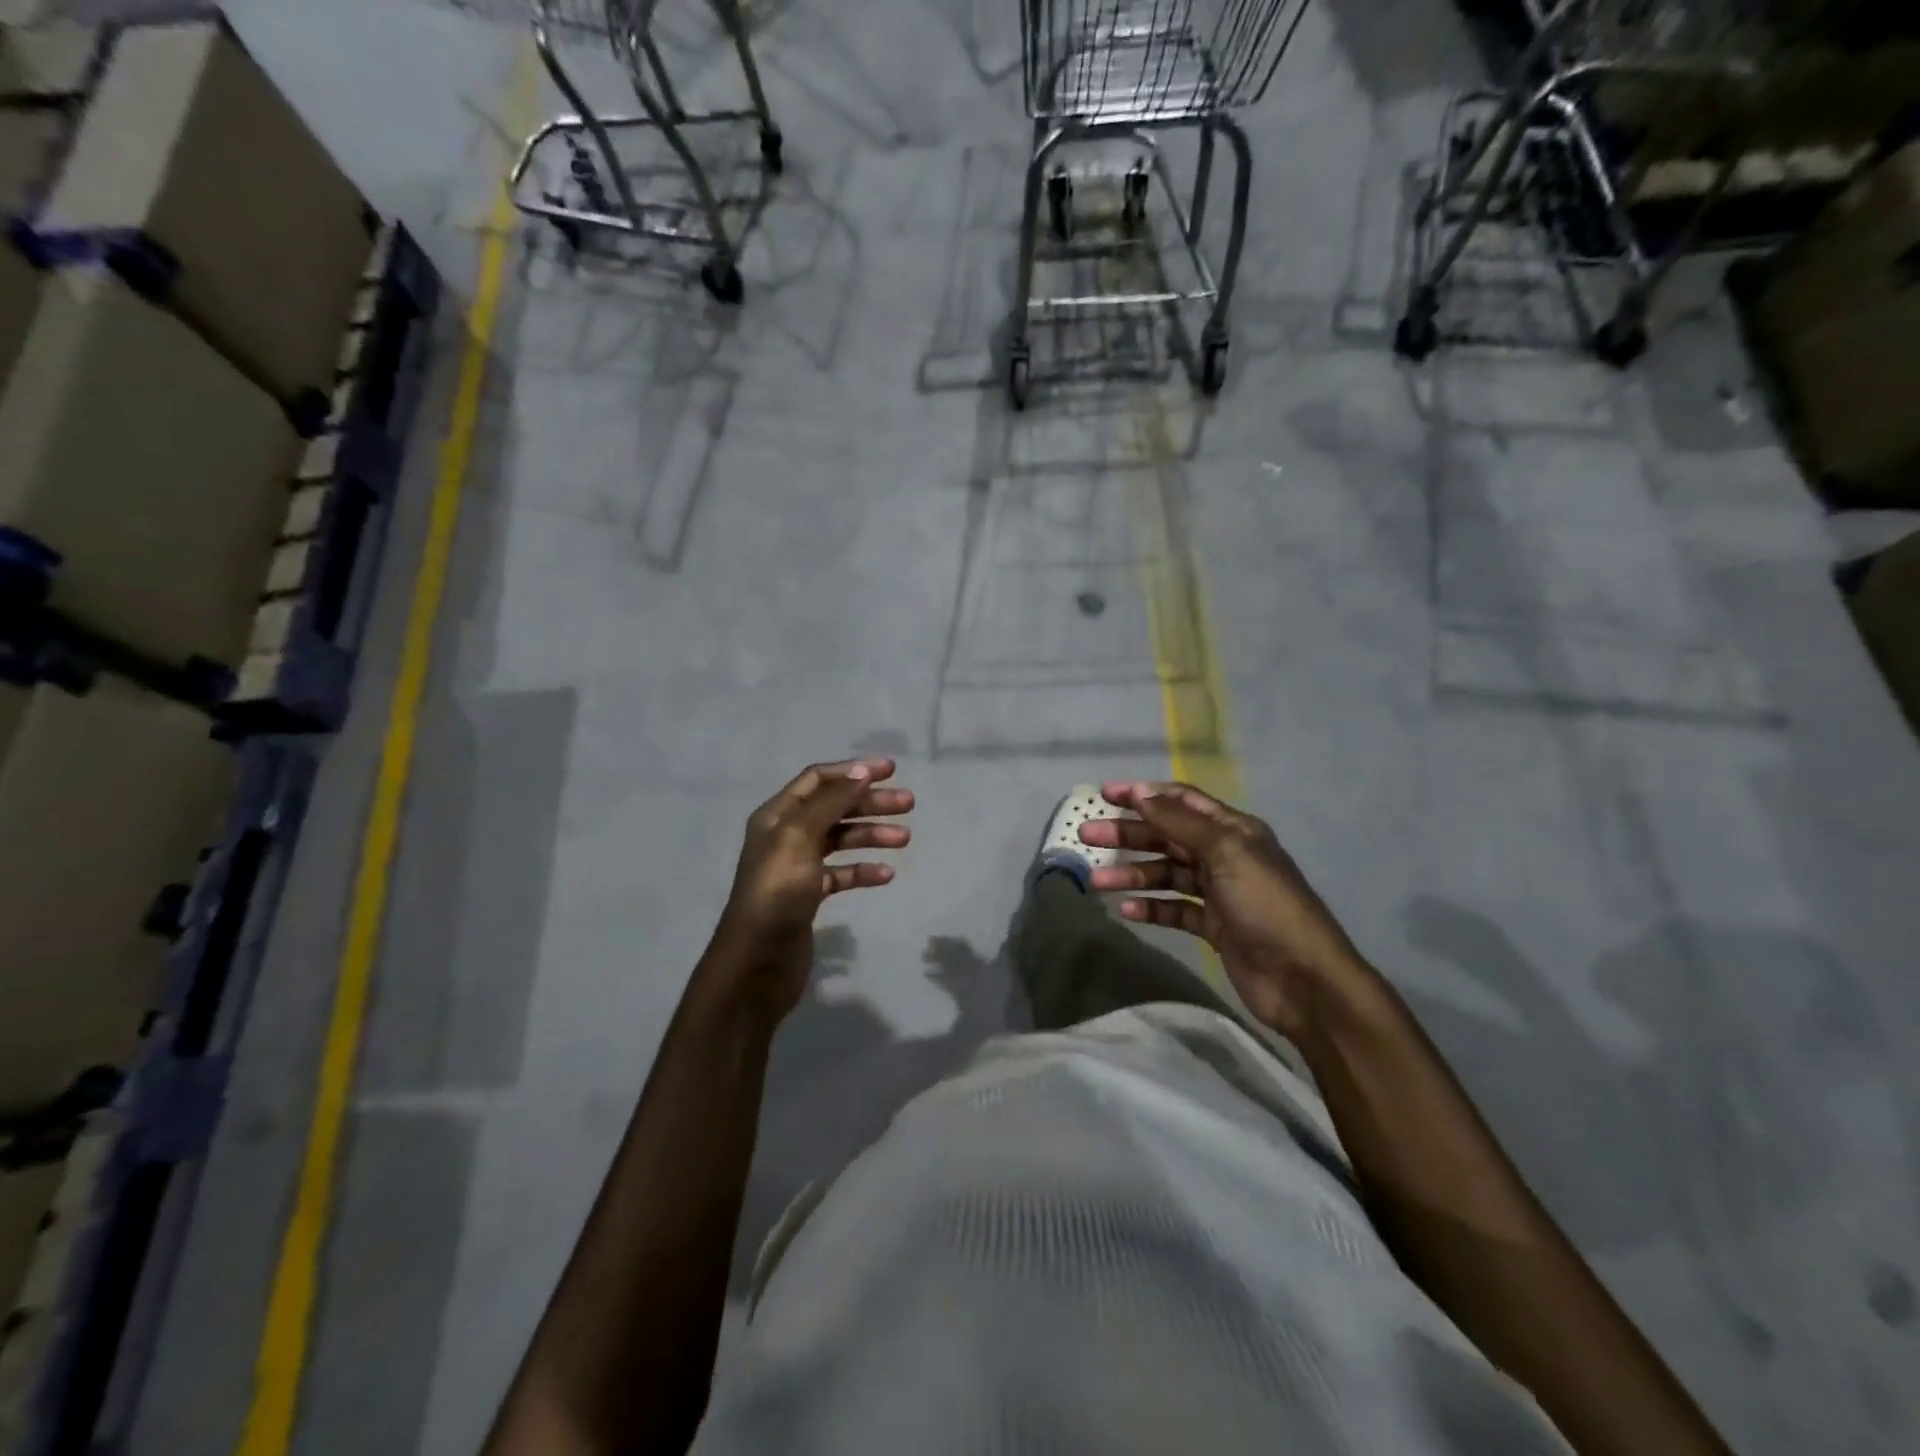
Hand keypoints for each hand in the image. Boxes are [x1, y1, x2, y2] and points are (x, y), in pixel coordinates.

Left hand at [704, 759, 912, 1020]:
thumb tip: (860, 771)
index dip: (853, 771)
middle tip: (908, 804)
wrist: (756, 961)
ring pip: (841, 840)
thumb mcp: (800, 837)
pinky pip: (841, 874)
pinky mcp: (809, 896)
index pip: (818, 780)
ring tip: (905, 839)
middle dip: (870, 802)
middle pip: (834, 807)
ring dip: (872, 834)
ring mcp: (798, 867)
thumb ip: (831, 802)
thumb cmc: (777, 892)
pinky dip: (863, 871)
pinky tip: (886, 875)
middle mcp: (786, 836)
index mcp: (778, 816)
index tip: (891, 770)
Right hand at [1079, 781, 1368, 1037]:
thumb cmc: (1266, 905)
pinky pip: (1173, 909)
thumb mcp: (1226, 852)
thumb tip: (1141, 791)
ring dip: (1132, 874)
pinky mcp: (1212, 927)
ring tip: (1096, 883)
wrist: (1303, 979)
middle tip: (1086, 836)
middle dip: (1127, 835)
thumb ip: (1180, 822)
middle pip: (1167, 837)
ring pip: (1165, 874)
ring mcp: (1218, 892)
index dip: (1144, 794)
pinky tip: (1125, 911)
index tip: (1104, 794)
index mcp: (1233, 830)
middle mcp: (1224, 855)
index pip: (1181, 802)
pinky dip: (1150, 907)